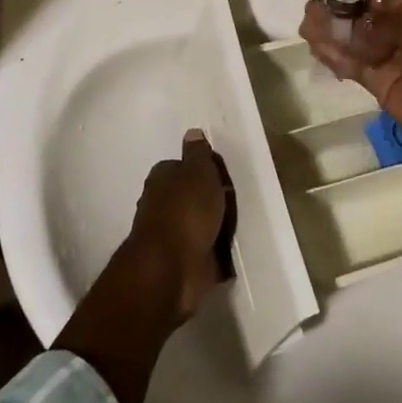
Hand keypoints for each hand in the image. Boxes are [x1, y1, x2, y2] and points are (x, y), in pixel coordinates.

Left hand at [124, 129, 233, 322]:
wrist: (172, 270)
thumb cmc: (186, 211)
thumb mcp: (198, 171)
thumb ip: (198, 153)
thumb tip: (192, 132)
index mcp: (161, 179)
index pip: (182, 166)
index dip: (203, 169)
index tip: (223, 175)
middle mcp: (162, 205)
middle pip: (191, 196)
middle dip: (209, 199)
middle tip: (236, 200)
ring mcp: (172, 237)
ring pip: (198, 225)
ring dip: (214, 227)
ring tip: (239, 225)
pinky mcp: (184, 264)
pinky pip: (206, 253)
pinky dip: (217, 254)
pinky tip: (236, 252)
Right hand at [300, 0, 401, 155]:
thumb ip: (380, 17)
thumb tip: (353, 18)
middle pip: (364, 20)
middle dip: (337, 14)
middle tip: (310, 10)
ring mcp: (392, 60)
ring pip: (355, 43)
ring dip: (331, 34)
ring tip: (305, 25)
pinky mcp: (381, 85)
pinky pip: (354, 66)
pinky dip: (335, 57)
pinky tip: (315, 47)